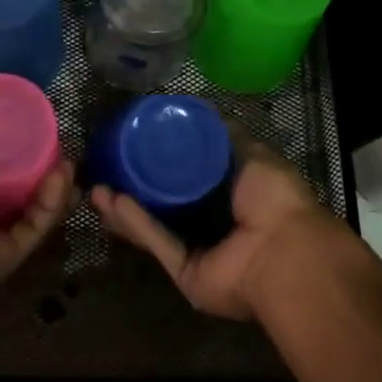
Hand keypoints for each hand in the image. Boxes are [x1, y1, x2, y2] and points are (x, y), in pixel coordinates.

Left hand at [0, 95, 73, 307]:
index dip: (2, 157)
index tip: (22, 130)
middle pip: (12, 198)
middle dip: (36, 172)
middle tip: (53, 144)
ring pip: (30, 213)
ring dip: (51, 187)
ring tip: (66, 158)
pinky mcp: (8, 255)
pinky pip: (34, 226)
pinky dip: (51, 202)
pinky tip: (61, 173)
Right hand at [92, 132, 333, 319]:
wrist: (285, 251)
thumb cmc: (274, 198)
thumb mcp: (251, 153)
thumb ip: (223, 134)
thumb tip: (197, 109)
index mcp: (228, 197)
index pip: (185, 179)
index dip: (158, 164)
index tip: (129, 146)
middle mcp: (210, 224)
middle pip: (161, 205)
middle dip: (131, 189)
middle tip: (103, 170)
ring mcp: (196, 250)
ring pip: (152, 226)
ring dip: (124, 208)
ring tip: (95, 187)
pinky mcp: (184, 272)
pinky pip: (157, 243)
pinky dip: (136, 223)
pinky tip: (112, 203)